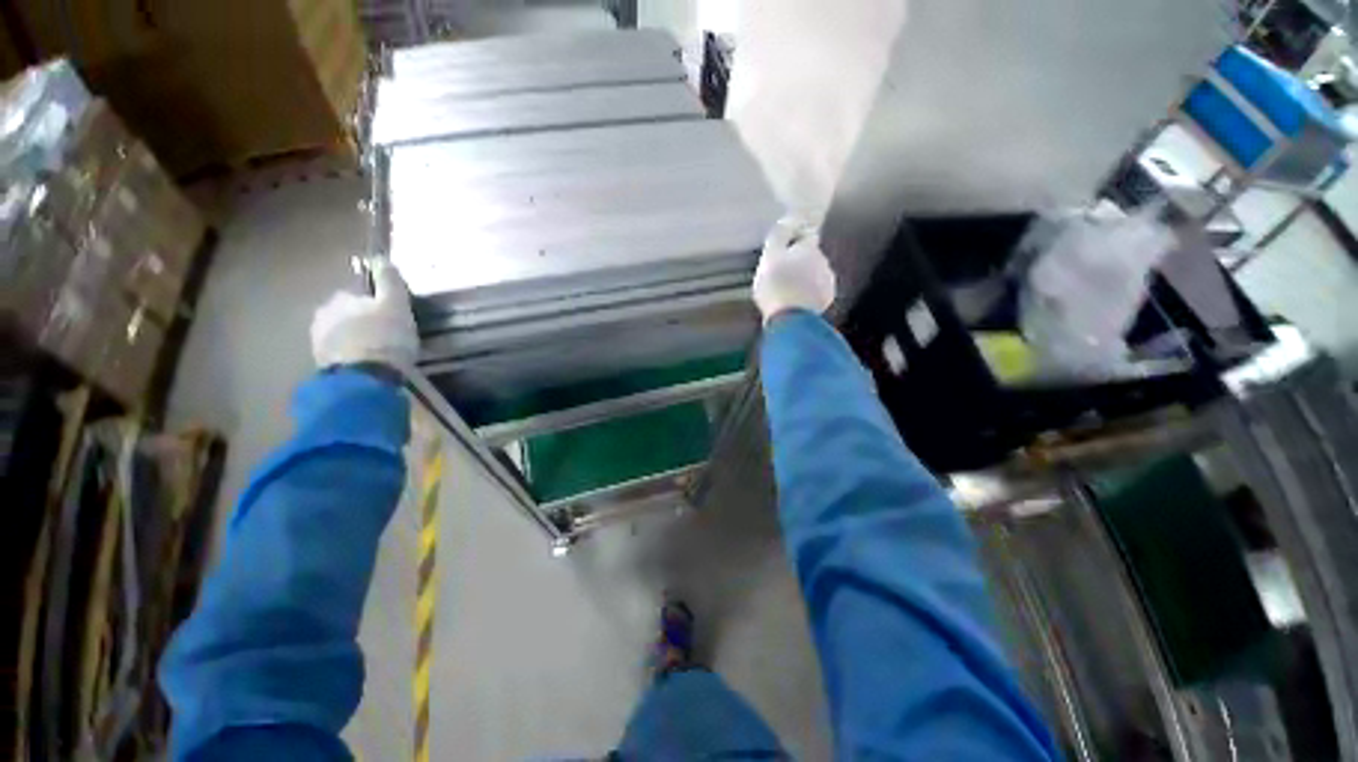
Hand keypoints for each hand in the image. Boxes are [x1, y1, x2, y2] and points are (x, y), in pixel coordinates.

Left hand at [310, 260, 418, 370]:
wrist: (365, 379)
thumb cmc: (385, 338)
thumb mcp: (396, 305)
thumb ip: (389, 282)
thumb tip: (381, 258)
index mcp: (341, 298)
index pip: (359, 295)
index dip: (377, 305)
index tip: (392, 318)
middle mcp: (323, 315)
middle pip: (347, 314)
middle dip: (362, 322)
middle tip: (386, 336)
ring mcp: (318, 341)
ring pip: (342, 334)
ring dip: (356, 340)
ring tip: (378, 353)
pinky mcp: (322, 365)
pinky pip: (341, 354)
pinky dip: (352, 356)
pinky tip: (368, 365)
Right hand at [752, 216, 836, 323]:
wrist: (790, 319)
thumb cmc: (776, 285)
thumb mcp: (770, 256)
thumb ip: (780, 235)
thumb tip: (790, 218)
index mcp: (810, 248)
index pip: (806, 236)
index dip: (794, 241)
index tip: (782, 251)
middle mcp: (824, 262)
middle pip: (811, 256)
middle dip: (800, 261)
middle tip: (781, 273)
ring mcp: (828, 282)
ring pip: (815, 274)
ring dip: (805, 278)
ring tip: (788, 289)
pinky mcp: (826, 301)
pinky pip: (816, 292)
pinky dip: (808, 294)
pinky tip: (795, 301)